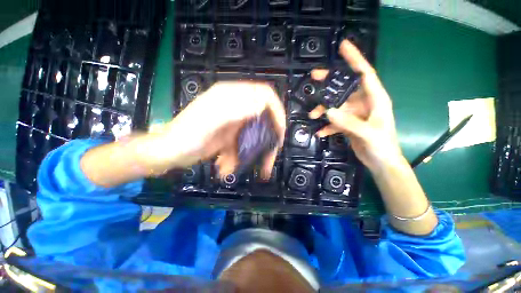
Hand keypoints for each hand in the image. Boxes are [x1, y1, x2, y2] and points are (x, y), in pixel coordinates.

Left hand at [157, 82, 285, 178]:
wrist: (171, 152)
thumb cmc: (187, 135)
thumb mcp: (210, 120)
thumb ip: (235, 109)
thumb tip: (261, 104)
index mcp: (231, 97)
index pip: (264, 95)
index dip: (276, 110)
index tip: (279, 131)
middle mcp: (235, 107)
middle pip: (263, 118)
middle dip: (268, 137)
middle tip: (270, 155)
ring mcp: (234, 123)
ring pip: (254, 135)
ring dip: (253, 153)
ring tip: (243, 166)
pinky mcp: (231, 136)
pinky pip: (243, 145)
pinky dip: (239, 158)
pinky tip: (226, 166)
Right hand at [308, 40, 402, 171]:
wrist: (381, 163)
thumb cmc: (382, 146)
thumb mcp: (368, 133)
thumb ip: (348, 122)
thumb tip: (328, 112)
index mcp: (375, 99)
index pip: (364, 73)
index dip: (355, 59)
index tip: (343, 46)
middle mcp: (364, 103)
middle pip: (345, 87)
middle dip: (330, 82)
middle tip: (314, 77)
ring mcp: (355, 114)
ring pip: (336, 105)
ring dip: (324, 109)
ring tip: (312, 115)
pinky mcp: (348, 124)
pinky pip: (335, 121)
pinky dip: (326, 125)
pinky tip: (320, 132)